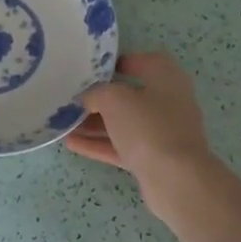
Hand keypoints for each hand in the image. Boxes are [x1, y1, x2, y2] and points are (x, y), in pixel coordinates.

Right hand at [65, 53, 219, 221]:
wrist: (176, 180)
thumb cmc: (148, 126)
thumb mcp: (114, 99)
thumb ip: (96, 93)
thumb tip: (87, 98)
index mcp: (166, 77)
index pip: (142, 61)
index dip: (116, 63)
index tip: (91, 69)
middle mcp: (168, 102)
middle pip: (130, 95)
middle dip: (99, 98)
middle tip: (72, 98)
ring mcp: (162, 133)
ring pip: (124, 124)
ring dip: (95, 124)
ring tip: (64, 122)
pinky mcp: (154, 159)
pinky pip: (122, 147)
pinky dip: (100, 144)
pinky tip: (72, 143)